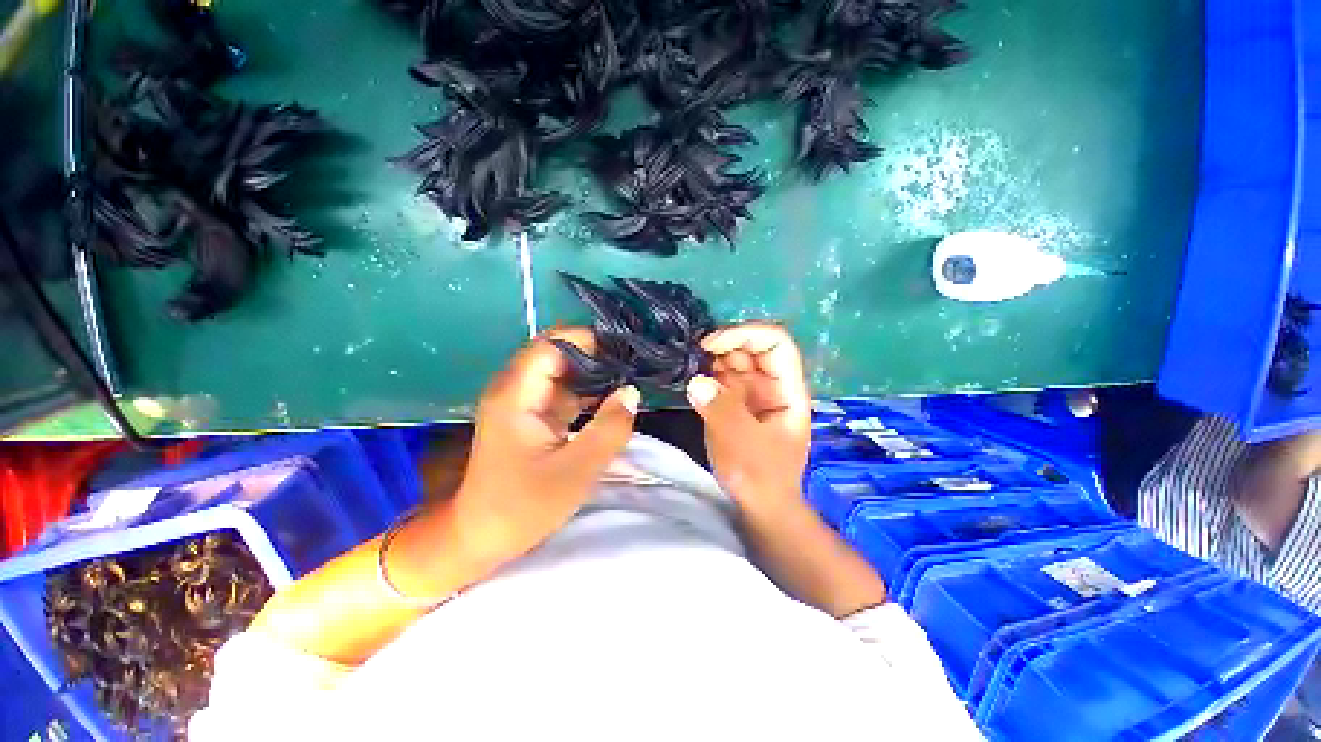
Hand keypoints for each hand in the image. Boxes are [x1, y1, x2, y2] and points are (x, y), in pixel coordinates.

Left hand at [454, 328, 639, 560]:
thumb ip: (609, 428)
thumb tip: (632, 391)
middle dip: (596, 355)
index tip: (624, 351)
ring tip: (630, 378)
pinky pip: (563, 390)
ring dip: (594, 373)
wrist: (481, 536)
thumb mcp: (576, 471)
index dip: (588, 340)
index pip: (552, 345)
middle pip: (557, 353)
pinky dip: (587, 391)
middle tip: (633, 365)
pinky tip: (612, 399)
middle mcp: (515, 388)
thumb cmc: (523, 506)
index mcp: (516, 394)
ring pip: (562, 371)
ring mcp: (522, 401)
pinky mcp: (531, 414)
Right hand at [686, 322, 811, 515]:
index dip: (746, 333)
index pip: (776, 343)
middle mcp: (771, 384)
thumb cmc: (761, 476)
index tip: (712, 343)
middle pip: (751, 347)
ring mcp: (752, 392)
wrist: (760, 505)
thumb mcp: (743, 444)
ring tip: (690, 366)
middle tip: (694, 355)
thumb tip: (696, 380)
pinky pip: (720, 378)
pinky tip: (692, 380)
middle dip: (724, 344)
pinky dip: (706, 374)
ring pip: (733, 360)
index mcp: (787, 389)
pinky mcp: (734, 402)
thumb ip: (721, 410)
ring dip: (711, 358)